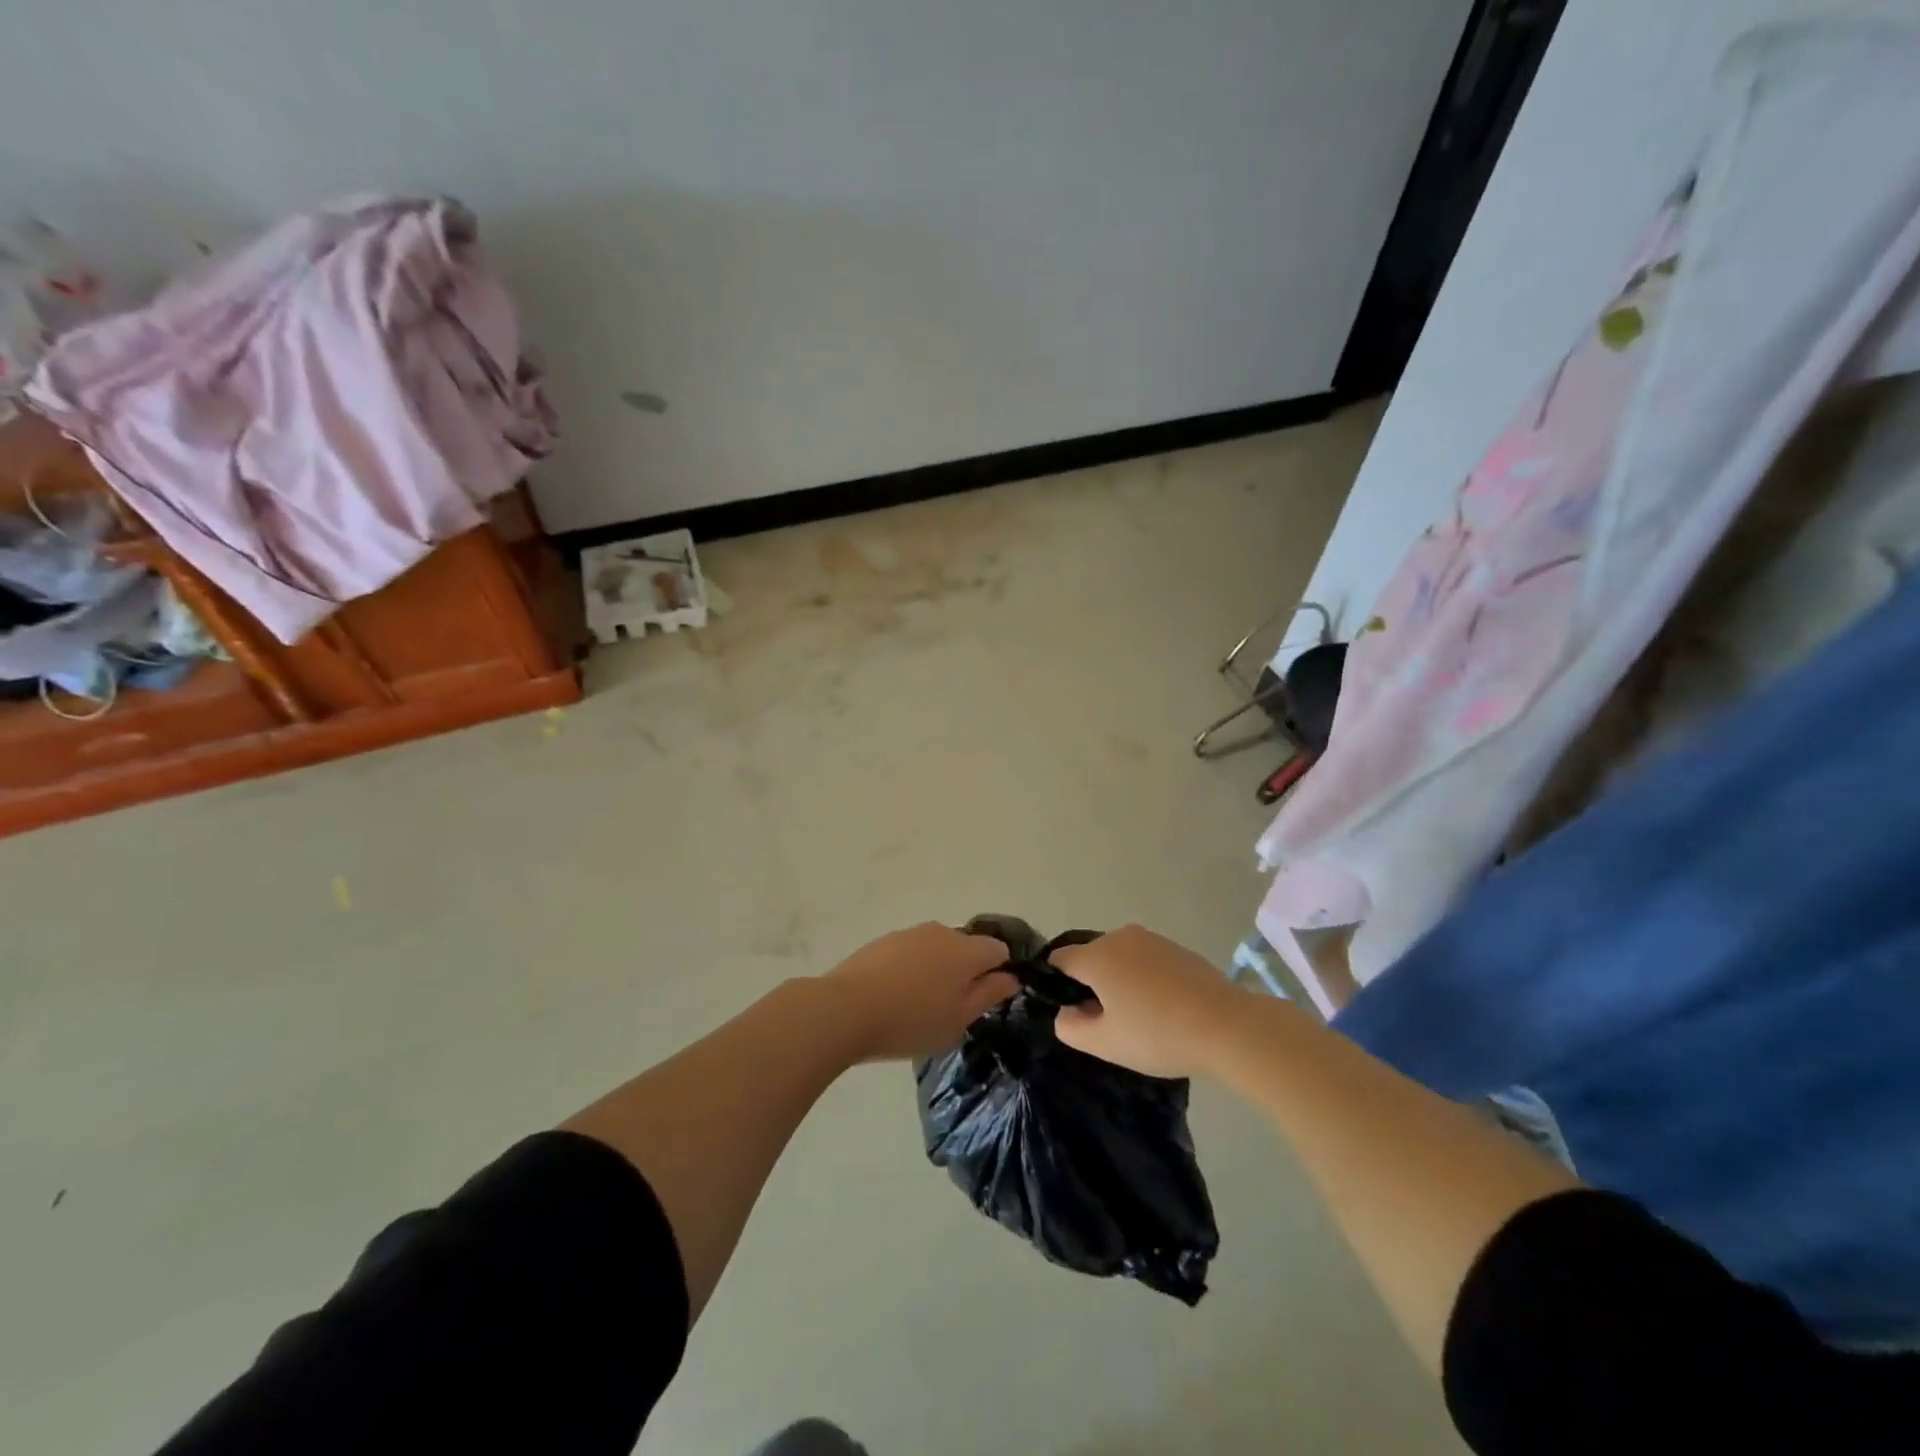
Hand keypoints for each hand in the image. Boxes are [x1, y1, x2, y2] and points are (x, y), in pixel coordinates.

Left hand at [820, 923, 1017, 1061]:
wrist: (845, 1009)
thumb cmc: (911, 1021)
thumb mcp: (958, 1020)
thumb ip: (988, 995)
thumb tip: (1011, 977)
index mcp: (966, 950)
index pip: (998, 949)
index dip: (998, 972)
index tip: (986, 999)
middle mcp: (942, 932)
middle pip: (966, 947)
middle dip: (965, 971)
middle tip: (951, 1008)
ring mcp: (910, 933)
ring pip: (937, 948)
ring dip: (937, 969)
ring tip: (919, 1005)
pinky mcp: (884, 940)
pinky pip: (911, 952)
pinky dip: (911, 968)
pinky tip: (895, 995)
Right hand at [1049, 925, 1248, 1078]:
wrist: (1227, 1025)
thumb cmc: (1157, 1034)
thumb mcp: (1105, 1044)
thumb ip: (1070, 1028)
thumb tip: (1066, 1012)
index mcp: (1097, 956)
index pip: (1059, 960)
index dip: (1057, 985)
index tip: (1072, 1013)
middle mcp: (1120, 937)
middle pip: (1091, 957)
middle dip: (1092, 985)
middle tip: (1108, 1023)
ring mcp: (1152, 939)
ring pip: (1120, 958)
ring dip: (1120, 981)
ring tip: (1140, 1018)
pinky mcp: (1177, 948)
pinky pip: (1146, 960)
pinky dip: (1145, 979)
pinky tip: (1164, 1008)